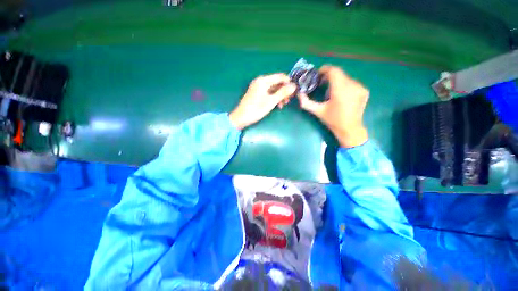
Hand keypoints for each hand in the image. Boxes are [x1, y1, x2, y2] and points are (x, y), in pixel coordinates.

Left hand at [229, 73, 296, 129]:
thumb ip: (283, 93)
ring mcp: (258, 88)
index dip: (289, 83)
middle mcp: (260, 81)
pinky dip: (273, 98)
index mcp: (263, 80)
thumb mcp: (271, 101)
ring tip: (283, 105)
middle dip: (284, 91)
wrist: (241, 118)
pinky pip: (268, 93)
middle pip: (277, 83)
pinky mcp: (257, 94)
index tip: (295, 91)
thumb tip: (294, 86)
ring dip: (280, 96)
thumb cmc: (256, 109)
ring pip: (273, 89)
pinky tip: (277, 105)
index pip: (280, 77)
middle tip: (289, 100)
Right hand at [297, 65, 368, 147]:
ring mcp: (360, 88)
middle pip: (339, 73)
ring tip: (330, 91)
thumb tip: (299, 94)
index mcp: (340, 90)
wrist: (350, 129)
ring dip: (336, 81)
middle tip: (321, 83)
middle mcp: (352, 86)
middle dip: (329, 76)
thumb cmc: (332, 121)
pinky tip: (341, 95)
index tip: (318, 74)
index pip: (334, 71)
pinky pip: (352, 83)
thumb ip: (306, 102)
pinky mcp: (364, 91)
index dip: (325, 69)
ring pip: (345, 78)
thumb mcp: (317, 111)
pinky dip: (344, 85)